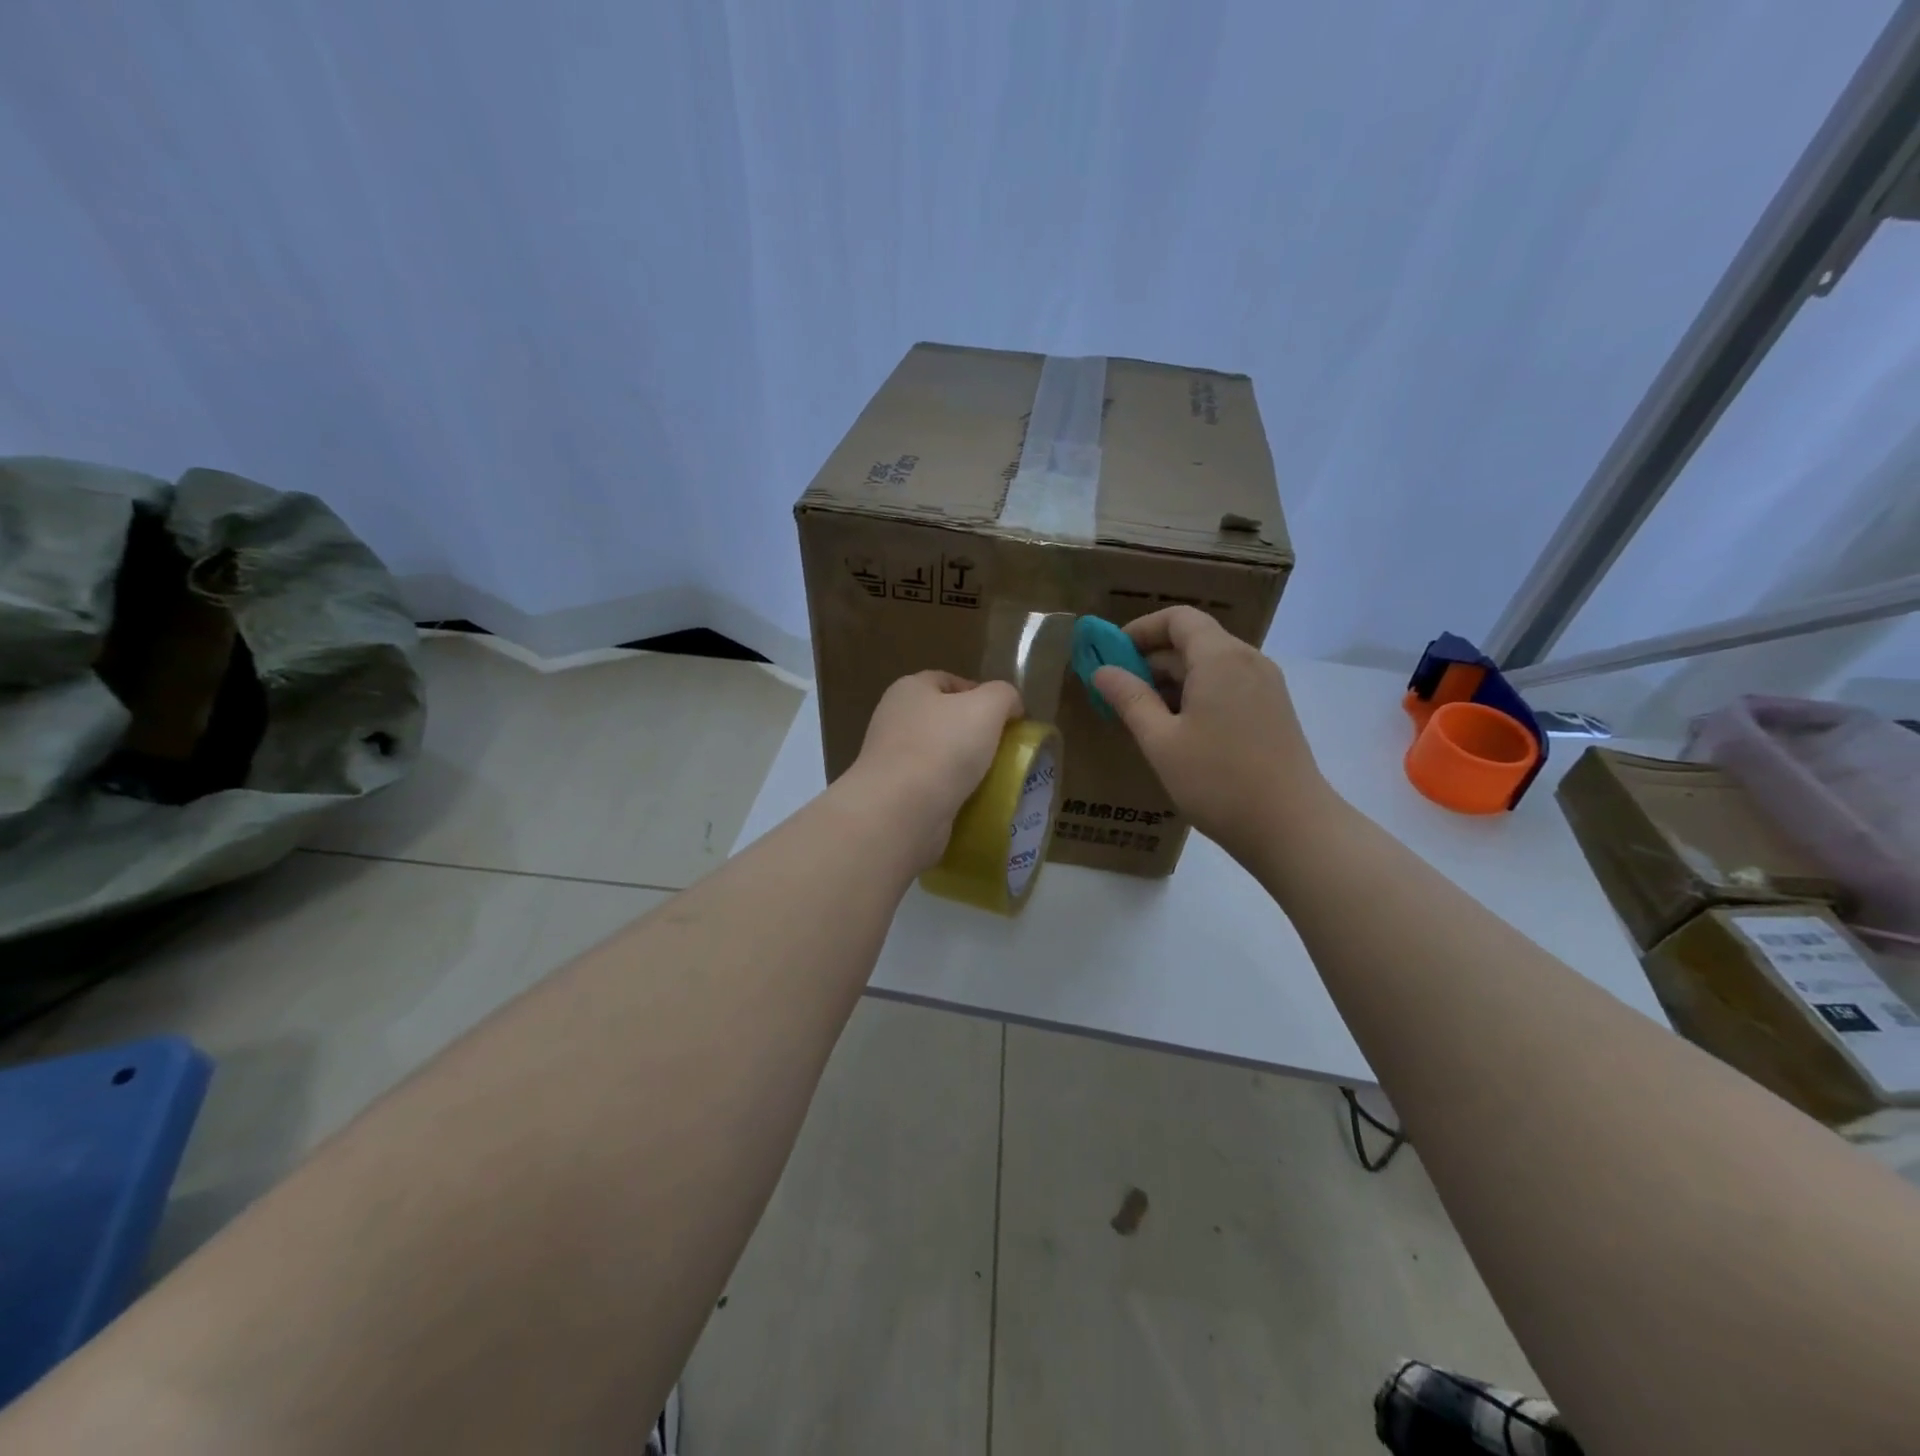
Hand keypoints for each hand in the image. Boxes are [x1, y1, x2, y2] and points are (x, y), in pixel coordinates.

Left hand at [839, 671, 1023, 871]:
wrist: (900, 812)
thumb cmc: (943, 748)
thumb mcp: (987, 707)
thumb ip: (1004, 695)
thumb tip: (1011, 706)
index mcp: (909, 689)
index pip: (949, 681)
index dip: (981, 694)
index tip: (1008, 717)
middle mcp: (895, 719)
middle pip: (945, 719)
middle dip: (976, 733)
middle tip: (1005, 748)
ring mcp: (892, 759)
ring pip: (941, 756)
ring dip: (967, 767)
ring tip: (995, 778)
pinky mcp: (895, 794)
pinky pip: (933, 787)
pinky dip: (954, 793)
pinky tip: (974, 801)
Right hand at [1092, 606, 1332, 866]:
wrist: (1292, 828)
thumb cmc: (1218, 781)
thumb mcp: (1161, 741)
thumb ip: (1130, 699)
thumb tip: (1102, 670)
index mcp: (1220, 658)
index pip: (1178, 619)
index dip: (1141, 629)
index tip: (1111, 654)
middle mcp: (1248, 661)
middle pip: (1194, 641)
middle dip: (1152, 659)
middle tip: (1117, 692)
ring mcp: (1266, 686)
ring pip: (1211, 666)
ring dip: (1173, 680)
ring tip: (1142, 715)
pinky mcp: (1273, 711)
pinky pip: (1228, 687)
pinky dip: (1197, 695)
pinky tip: (1178, 732)